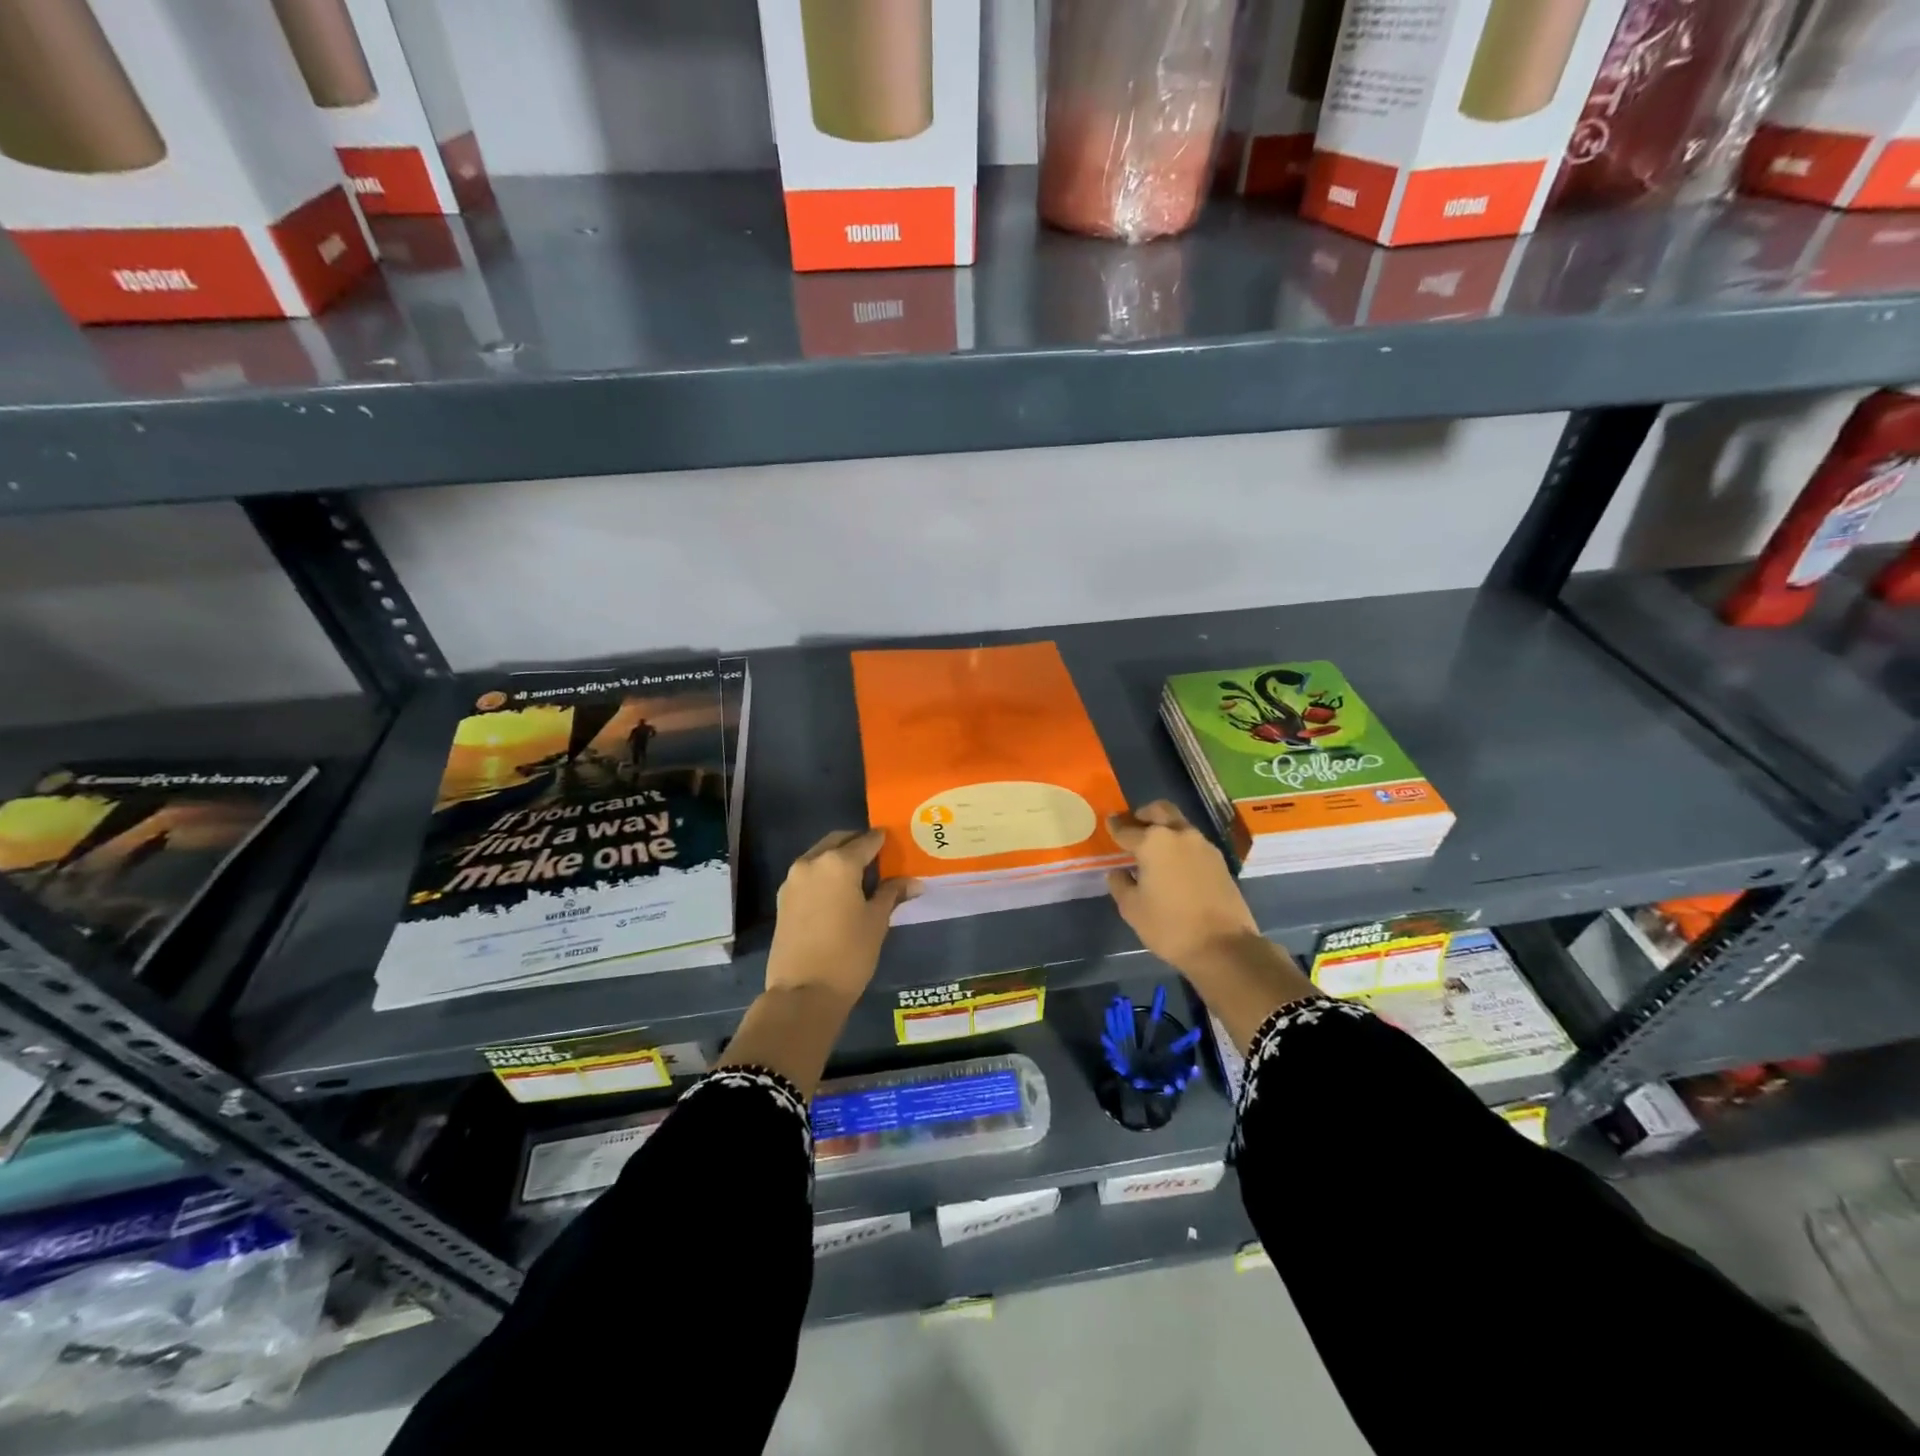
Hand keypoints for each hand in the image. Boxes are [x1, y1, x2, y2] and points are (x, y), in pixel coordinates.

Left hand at [764, 829, 918, 1004]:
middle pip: (839, 840)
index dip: (883, 841)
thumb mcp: (877, 921)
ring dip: (839, 858)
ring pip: (820, 856)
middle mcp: (812, 862)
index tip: (895, 844)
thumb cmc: (849, 953)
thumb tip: (914, 882)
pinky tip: (839, 892)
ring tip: (860, 876)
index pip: (866, 841)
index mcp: (838, 863)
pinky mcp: (783, 898)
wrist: (803, 992)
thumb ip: (892, 893)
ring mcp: (793, 880)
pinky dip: (824, 874)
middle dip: (858, 844)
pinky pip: (809, 874)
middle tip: (878, 857)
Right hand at [1105, 801, 1260, 973]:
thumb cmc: (1169, 926)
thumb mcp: (1132, 908)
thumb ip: (1120, 884)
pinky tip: (1174, 864)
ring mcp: (1203, 846)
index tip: (1109, 823)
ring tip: (1154, 849)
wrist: (1223, 947)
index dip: (1115, 826)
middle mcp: (1179, 834)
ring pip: (1179, 824)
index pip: (1127, 829)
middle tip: (1133, 826)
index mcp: (1153, 842)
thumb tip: (1118, 872)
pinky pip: (1193, 843)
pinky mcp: (1219, 860)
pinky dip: (1180, 845)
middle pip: (1159, 811)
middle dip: (1143, 814)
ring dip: (1165, 828)